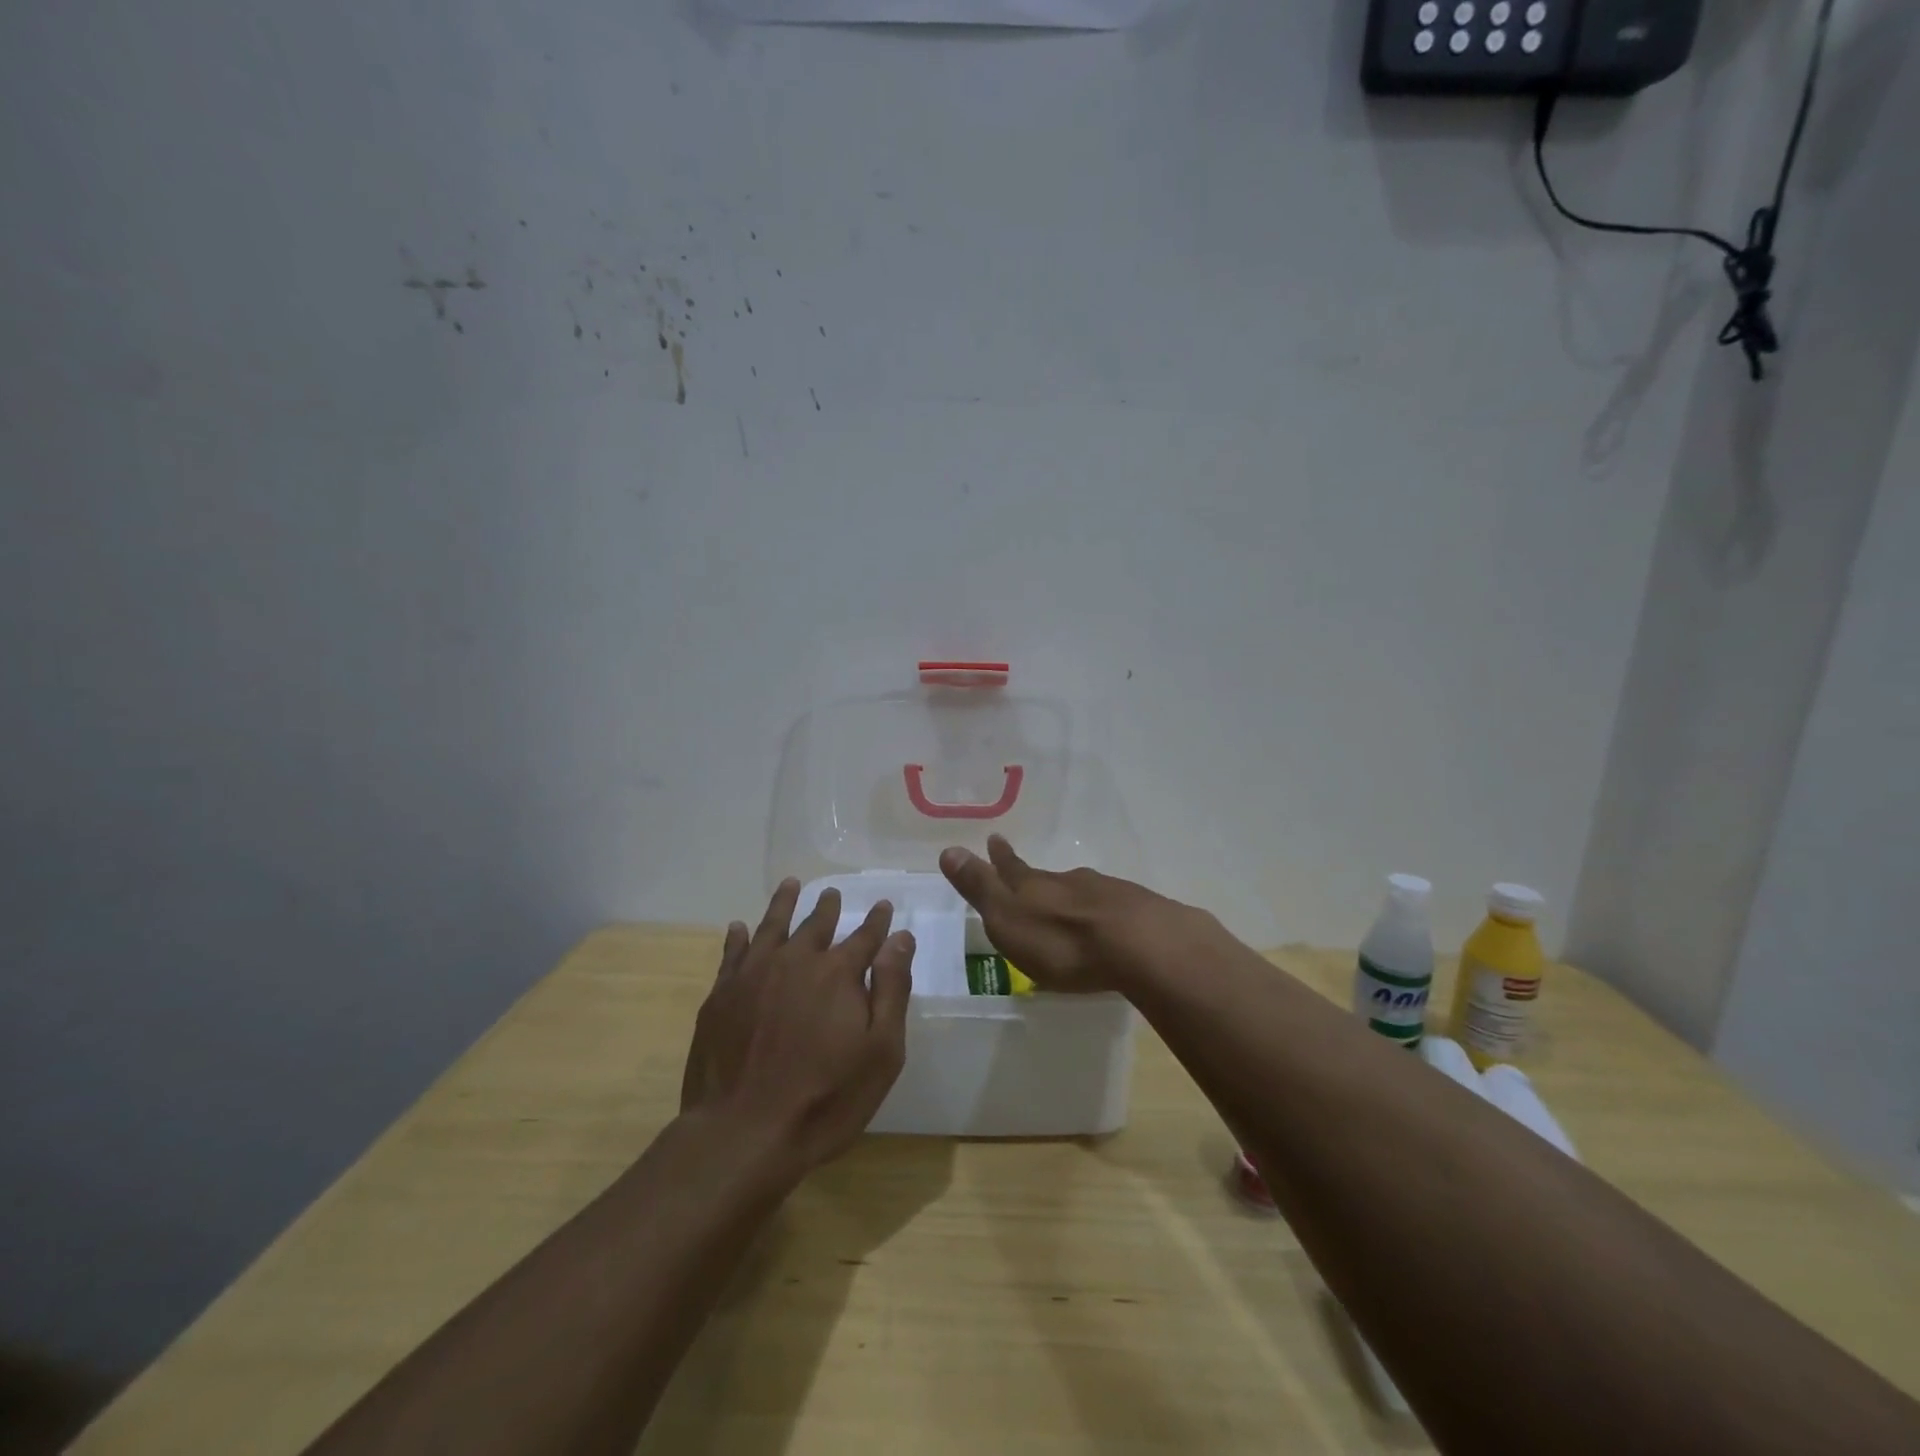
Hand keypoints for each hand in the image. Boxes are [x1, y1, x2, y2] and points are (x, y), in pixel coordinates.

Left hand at [681, 880, 914, 1173]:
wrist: (742, 1132)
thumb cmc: (825, 1098)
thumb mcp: (881, 1052)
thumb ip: (892, 989)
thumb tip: (901, 938)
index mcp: (838, 973)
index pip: (865, 937)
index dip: (877, 921)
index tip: (884, 906)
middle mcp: (796, 961)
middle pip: (816, 924)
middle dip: (828, 907)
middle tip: (833, 894)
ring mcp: (753, 975)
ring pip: (772, 926)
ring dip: (784, 904)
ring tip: (791, 885)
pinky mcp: (721, 995)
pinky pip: (732, 953)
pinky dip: (738, 937)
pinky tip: (739, 927)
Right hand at [938, 835, 1212, 993]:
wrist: (1141, 945)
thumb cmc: (1063, 942)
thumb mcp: (1009, 919)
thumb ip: (981, 888)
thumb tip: (947, 849)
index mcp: (1035, 887)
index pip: (1010, 867)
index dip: (999, 856)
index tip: (993, 838)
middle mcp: (1069, 882)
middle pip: (1047, 878)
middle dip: (1034, 877)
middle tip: (1028, 875)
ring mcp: (1106, 894)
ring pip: (1081, 891)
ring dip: (1070, 896)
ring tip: (1066, 905)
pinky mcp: (1138, 912)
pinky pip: (1110, 908)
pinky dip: (1101, 913)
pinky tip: (1105, 924)